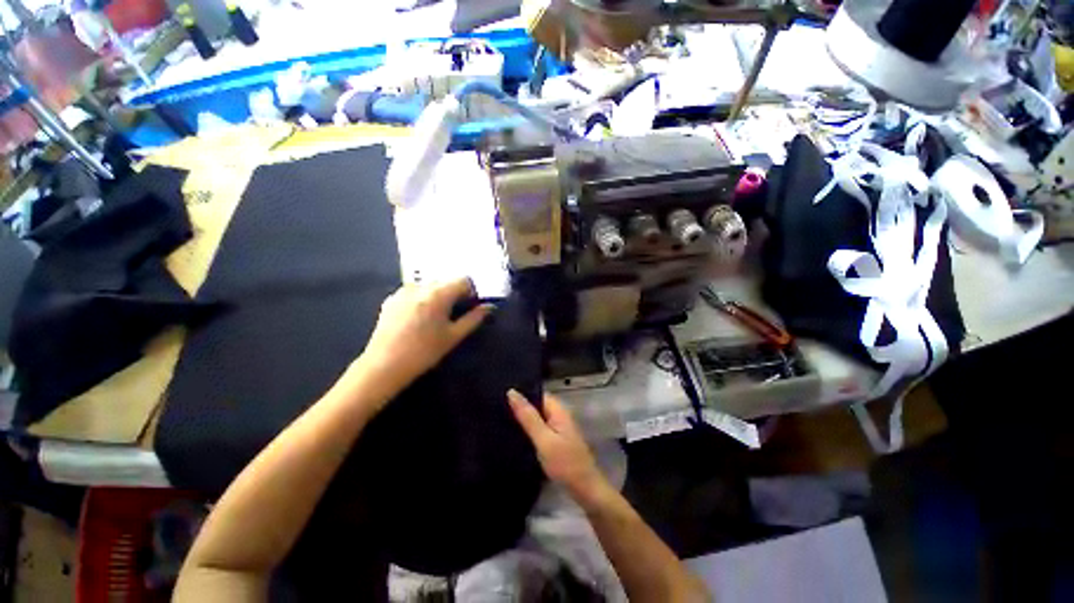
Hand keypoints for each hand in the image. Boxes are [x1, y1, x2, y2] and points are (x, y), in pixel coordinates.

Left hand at [357, 278, 492, 394]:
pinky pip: (414, 291)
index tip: (469, 307)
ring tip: (435, 318)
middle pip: (446, 281)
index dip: (471, 292)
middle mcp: (420, 286)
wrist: (384, 365)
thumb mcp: (453, 336)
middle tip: (454, 314)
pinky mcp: (392, 298)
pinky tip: (418, 319)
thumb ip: (474, 318)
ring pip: (430, 285)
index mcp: (438, 294)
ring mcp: (403, 291)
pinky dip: (422, 299)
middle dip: (455, 293)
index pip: (463, 280)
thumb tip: (489, 307)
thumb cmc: (424, 352)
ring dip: (438, 295)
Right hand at [507, 390, 609, 507]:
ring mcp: (558, 429)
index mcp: (558, 409)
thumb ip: (528, 416)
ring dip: (522, 419)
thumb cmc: (565, 463)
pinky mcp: (556, 441)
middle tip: (495, 409)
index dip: (520, 393)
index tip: (498, 395)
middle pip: (536, 405)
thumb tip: (512, 392)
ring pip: (537, 418)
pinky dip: (528, 431)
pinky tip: (513, 436)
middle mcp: (559, 415)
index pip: (536, 393)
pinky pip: (539, 429)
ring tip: (499, 420)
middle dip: (519, 407)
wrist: (585, 490)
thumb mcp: (543, 439)